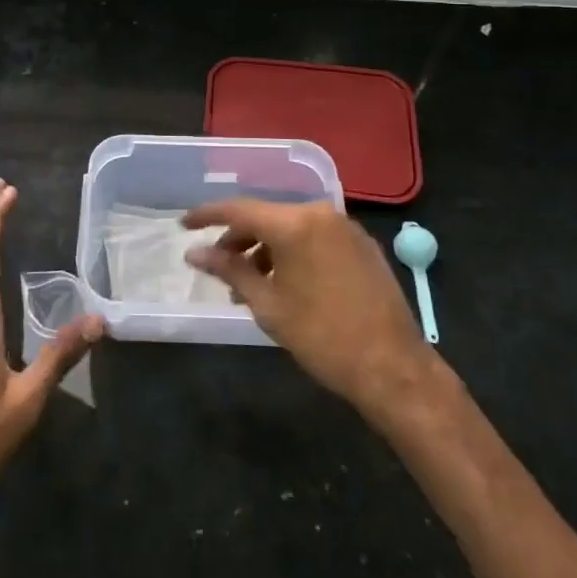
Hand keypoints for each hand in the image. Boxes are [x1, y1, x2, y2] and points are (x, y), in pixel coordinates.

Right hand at [183, 198, 438, 416]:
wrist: (392, 367)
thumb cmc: (322, 337)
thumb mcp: (268, 305)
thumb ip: (230, 270)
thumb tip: (195, 253)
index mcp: (294, 223)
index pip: (239, 209)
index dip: (207, 215)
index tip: (184, 225)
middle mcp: (320, 213)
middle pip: (266, 217)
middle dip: (238, 239)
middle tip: (219, 267)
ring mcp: (345, 227)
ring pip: (291, 227)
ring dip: (266, 248)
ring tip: (250, 284)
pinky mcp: (361, 244)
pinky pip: (315, 237)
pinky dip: (293, 252)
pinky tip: (285, 282)